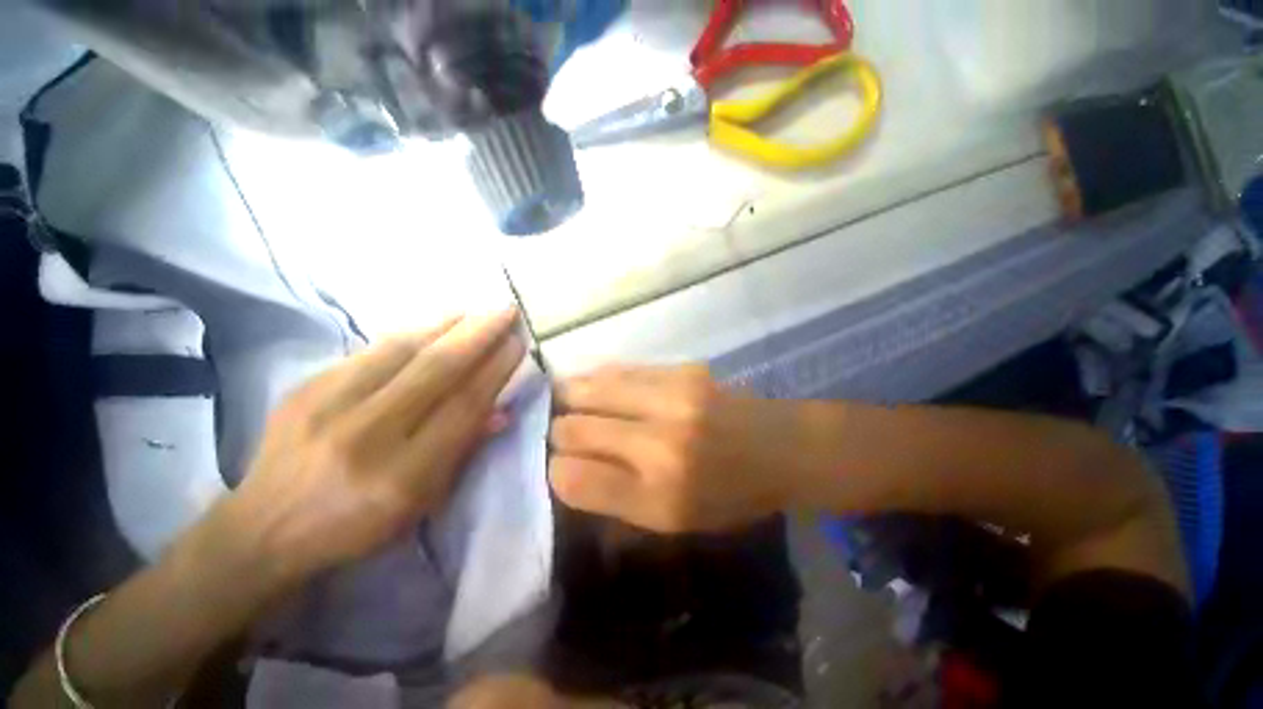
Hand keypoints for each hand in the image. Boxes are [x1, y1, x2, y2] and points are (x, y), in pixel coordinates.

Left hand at [227, 310, 524, 583]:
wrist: (264, 529)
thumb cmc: (357, 526)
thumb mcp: (422, 502)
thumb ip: (464, 451)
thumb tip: (501, 410)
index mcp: (403, 476)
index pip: (463, 407)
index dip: (496, 370)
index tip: (518, 344)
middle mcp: (366, 436)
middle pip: (436, 370)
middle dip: (479, 335)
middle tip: (506, 311)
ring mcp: (328, 407)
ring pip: (402, 351)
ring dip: (447, 325)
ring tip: (477, 310)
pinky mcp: (305, 389)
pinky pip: (370, 351)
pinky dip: (411, 333)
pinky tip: (433, 323)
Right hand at [549, 365, 809, 532]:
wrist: (783, 447)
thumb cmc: (730, 495)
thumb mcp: (674, 522)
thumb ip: (615, 500)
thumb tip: (565, 469)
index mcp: (660, 496)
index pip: (574, 478)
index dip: (557, 469)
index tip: (559, 465)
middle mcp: (661, 444)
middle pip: (573, 428)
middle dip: (559, 431)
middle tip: (564, 433)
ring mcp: (672, 398)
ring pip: (589, 389)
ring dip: (571, 398)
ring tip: (567, 402)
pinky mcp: (682, 369)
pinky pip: (619, 370)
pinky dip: (599, 380)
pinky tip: (598, 386)